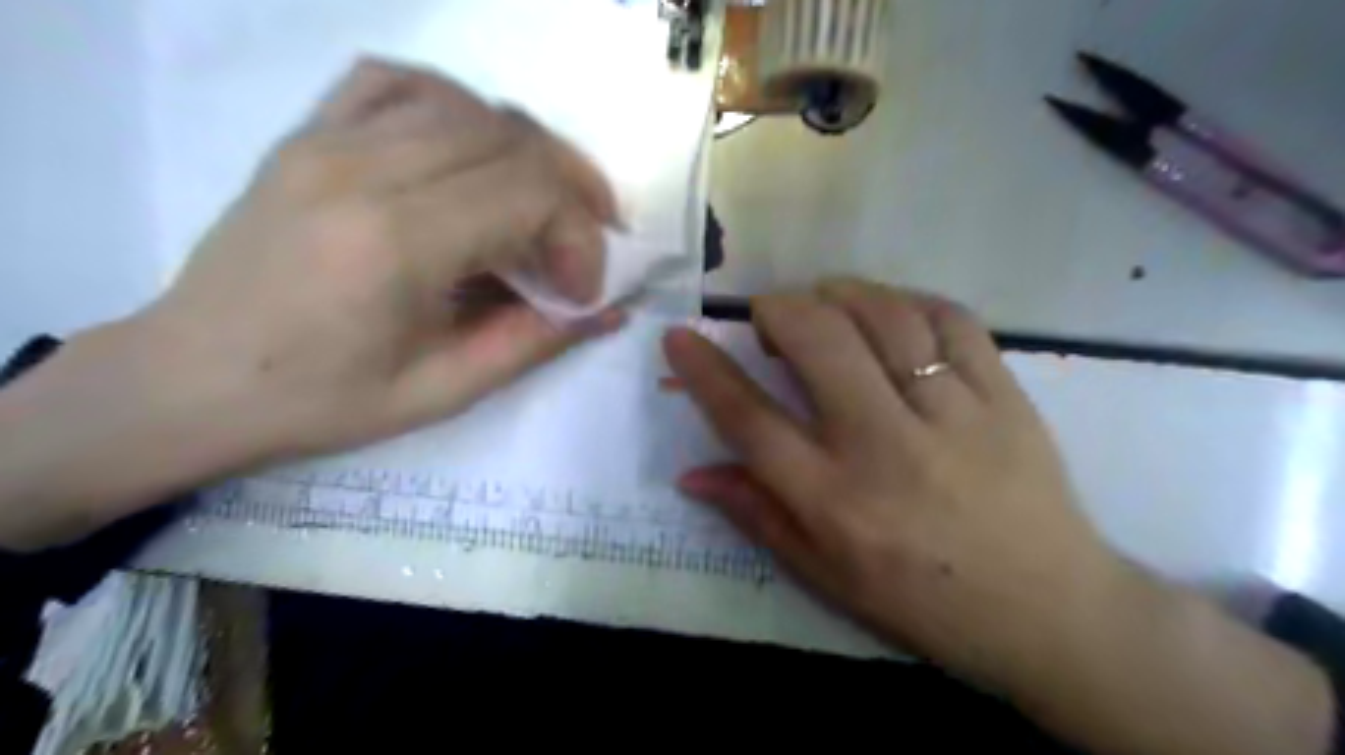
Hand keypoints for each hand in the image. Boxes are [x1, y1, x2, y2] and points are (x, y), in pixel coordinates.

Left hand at [143, 59, 628, 460]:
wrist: (191, 380)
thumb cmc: (320, 401)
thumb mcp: (443, 391)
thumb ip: (535, 342)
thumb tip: (608, 310)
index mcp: (395, 241)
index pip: (530, 192)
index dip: (581, 237)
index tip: (582, 290)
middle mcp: (363, 169)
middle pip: (511, 137)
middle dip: (572, 189)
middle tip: (585, 242)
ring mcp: (328, 140)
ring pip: (468, 104)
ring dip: (527, 152)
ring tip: (543, 202)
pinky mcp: (308, 135)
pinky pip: (397, 83)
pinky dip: (457, 108)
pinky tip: (470, 153)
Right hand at [661, 281, 1114, 685]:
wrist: (1050, 611)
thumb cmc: (925, 601)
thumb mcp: (827, 576)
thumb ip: (758, 515)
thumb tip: (691, 474)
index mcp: (836, 503)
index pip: (750, 421)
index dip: (704, 372)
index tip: (679, 337)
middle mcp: (887, 448)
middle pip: (817, 342)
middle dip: (778, 310)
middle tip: (771, 319)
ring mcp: (954, 415)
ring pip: (884, 316)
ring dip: (839, 293)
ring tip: (824, 304)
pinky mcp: (1006, 396)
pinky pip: (952, 318)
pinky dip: (908, 300)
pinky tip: (891, 313)